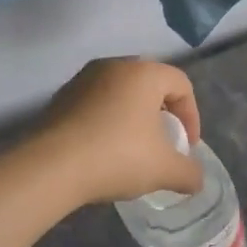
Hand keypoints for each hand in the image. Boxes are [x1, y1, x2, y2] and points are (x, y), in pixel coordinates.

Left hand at [33, 59, 205, 205]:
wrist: (50, 167)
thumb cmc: (117, 156)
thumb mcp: (164, 170)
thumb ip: (188, 173)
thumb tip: (196, 180)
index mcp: (144, 73)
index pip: (181, 84)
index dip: (192, 116)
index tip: (187, 147)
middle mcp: (114, 66)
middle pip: (150, 84)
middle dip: (162, 114)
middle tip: (163, 143)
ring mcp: (83, 79)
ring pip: (121, 93)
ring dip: (133, 117)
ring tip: (132, 149)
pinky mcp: (61, 97)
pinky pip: (95, 104)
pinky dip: (107, 122)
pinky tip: (103, 151)